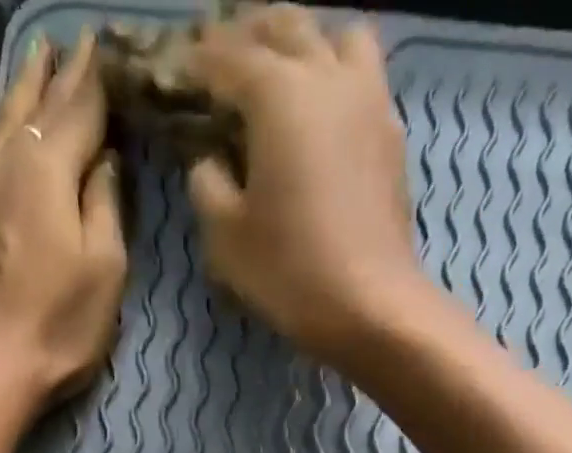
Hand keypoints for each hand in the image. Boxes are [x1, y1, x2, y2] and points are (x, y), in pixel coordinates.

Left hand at [0, 32, 126, 407]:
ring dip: (14, 91)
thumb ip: (105, 207)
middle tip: (67, 42)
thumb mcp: (106, 271)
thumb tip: (103, 160)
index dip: (95, 79)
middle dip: (55, 75)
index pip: (80, 111)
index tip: (103, 44)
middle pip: (35, 109)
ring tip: (29, 57)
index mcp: (50, 171)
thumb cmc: (58, 327)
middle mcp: (5, 162)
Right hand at [186, 7, 426, 364]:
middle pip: (285, 26)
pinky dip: (337, 78)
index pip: (227, 57)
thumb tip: (210, 161)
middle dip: (248, 36)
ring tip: (285, 75)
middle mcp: (326, 76)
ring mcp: (368, 99)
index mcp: (277, 94)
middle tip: (224, 63)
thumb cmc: (290, 273)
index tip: (178, 72)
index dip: (197, 63)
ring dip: (306, 43)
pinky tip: (323, 115)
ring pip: (337, 36)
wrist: (371, 306)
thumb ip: (207, 186)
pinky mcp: (392, 135)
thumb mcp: (226, 239)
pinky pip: (364, 78)